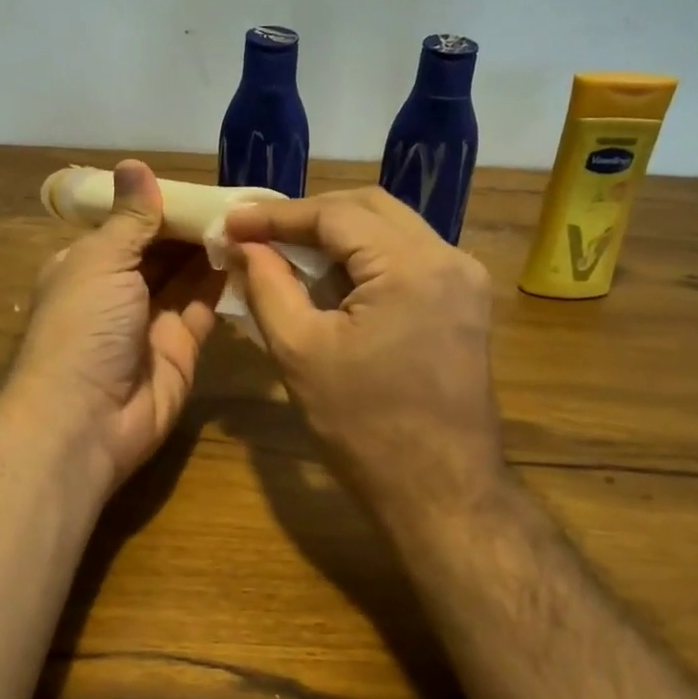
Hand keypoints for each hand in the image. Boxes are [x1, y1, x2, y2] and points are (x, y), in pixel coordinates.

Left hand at [7, 160, 222, 488]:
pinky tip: (251, 253)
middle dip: (193, 226)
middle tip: (240, 198)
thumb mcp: (101, 260)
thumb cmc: (84, 326)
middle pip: (162, 249)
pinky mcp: (182, 346)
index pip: (129, 224)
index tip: (202, 183)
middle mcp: (119, 289)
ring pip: (187, 276)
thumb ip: (130, 218)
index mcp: (89, 264)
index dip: (162, 203)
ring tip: (252, 218)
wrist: (86, 420)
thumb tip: (135, 164)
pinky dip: (225, 281)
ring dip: (212, 250)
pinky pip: (205, 306)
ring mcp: (151, 320)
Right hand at [225, 187, 503, 520]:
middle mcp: (448, 257)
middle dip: (309, 216)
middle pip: (368, 208)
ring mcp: (464, 278)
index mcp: (411, 266)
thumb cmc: (364, 428)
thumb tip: (242, 244)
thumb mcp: (300, 352)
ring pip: (391, 228)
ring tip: (286, 252)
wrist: (442, 491)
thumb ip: (266, 286)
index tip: (232, 222)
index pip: (335, 214)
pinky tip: (331, 278)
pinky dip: (365, 257)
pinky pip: (408, 255)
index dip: (277, 215)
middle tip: (257, 233)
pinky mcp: (465, 301)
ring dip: (337, 234)